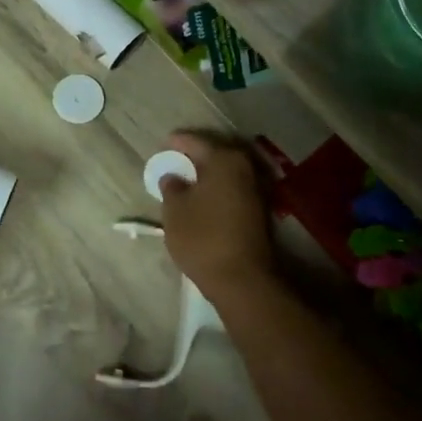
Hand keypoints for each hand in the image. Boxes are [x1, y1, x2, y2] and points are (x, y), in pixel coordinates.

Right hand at [157, 132, 276, 305]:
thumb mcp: (174, 211)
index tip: (163, 143)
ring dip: (207, 173)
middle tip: (175, 160)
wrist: (241, 278)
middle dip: (195, 156)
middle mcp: (244, 168)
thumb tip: (173, 177)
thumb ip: (171, 187)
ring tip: (186, 179)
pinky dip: (217, 188)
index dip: (177, 142)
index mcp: (223, 160)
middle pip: (215, 153)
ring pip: (226, 172)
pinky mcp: (258, 209)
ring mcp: (256, 189)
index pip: (196, 142)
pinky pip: (232, 188)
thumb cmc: (202, 237)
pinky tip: (202, 197)